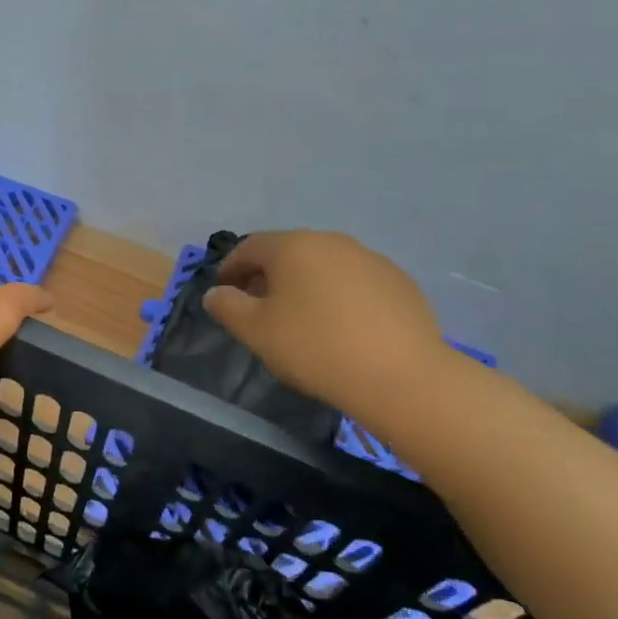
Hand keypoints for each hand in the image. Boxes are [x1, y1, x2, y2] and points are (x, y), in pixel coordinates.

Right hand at [202, 230, 447, 415]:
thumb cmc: (315, 348)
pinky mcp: (399, 282)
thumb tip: (216, 293)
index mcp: (293, 246)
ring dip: (304, 285)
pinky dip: (338, 297)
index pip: (249, 247)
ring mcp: (370, 259)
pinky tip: (340, 327)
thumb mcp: (255, 331)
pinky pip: (354, 282)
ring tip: (300, 319)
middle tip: (258, 308)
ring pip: (323, 266)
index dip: (230, 269)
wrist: (401, 376)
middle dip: (267, 276)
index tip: (223, 293)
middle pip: (288, 252)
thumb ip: (227, 306)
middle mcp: (332, 241)